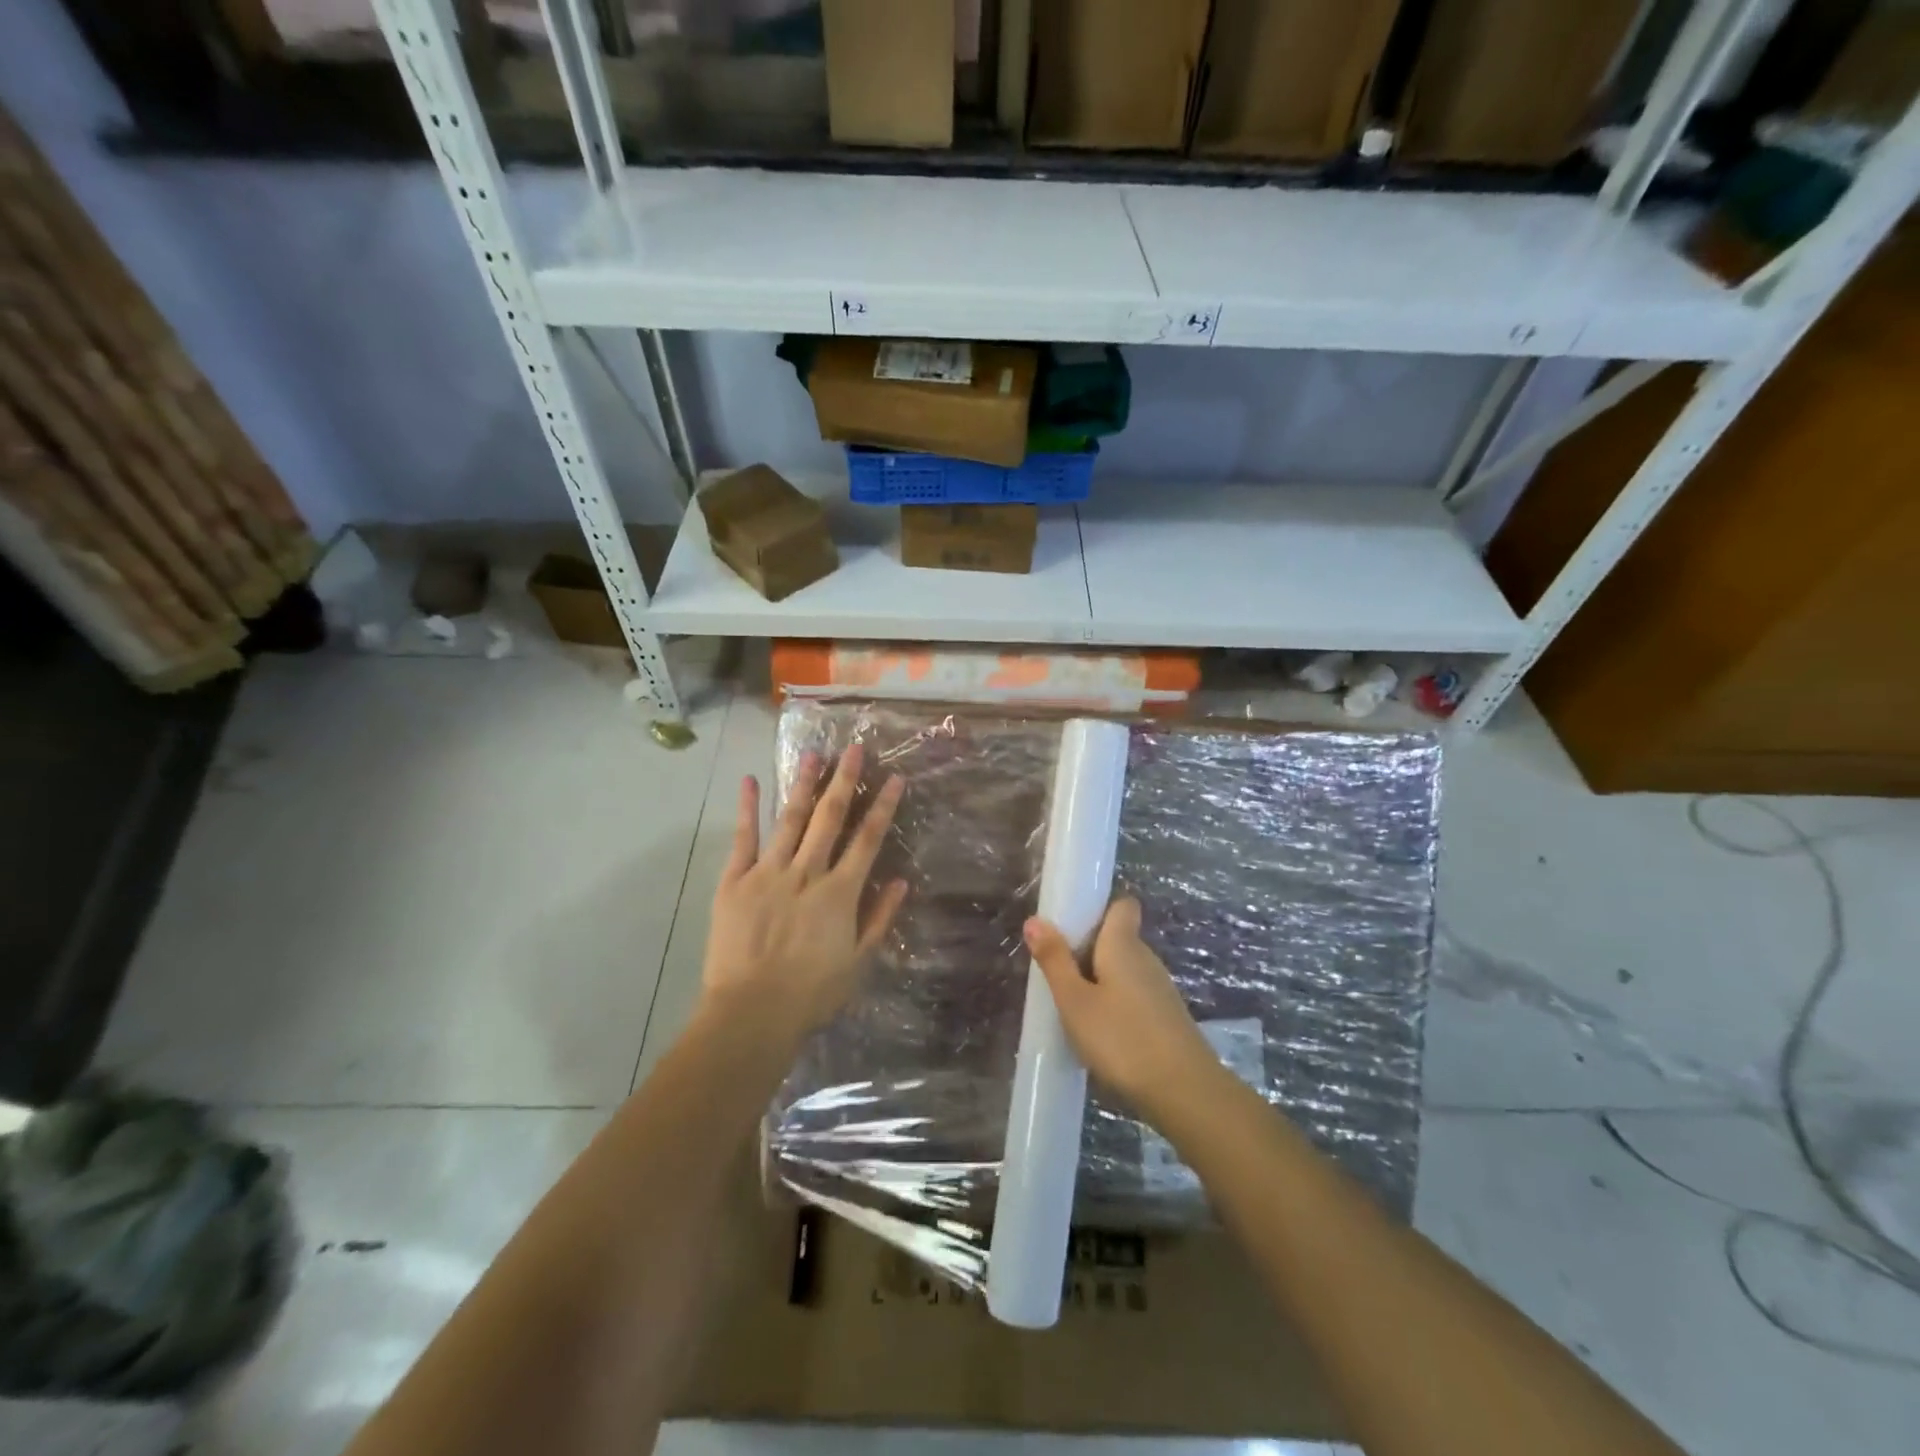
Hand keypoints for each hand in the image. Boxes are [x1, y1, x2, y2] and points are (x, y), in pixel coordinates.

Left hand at [699, 744, 908, 1050]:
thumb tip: (901, 881)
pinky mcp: (735, 881)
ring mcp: (768, 873)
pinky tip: (752, 780)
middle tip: (853, 748)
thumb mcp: (858, 962)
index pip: (868, 840)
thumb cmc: (811, 994)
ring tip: (813, 755)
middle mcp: (807, 873)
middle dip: (844, 782)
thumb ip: (879, 919)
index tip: (893, 778)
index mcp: (840, 893)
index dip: (883, 807)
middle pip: (830, 819)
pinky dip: (748, 809)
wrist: (751, 1013)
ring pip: (791, 820)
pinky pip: (743, 839)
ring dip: (804, 786)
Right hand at [1023, 897, 1216, 1117]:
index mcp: (1124, 944)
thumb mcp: (1075, 1001)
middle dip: (1088, 949)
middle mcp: (1146, 958)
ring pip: (1124, 970)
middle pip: (1117, 938)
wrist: (1184, 1093)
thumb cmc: (1122, 1038)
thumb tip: (1034, 919)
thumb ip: (1054, 960)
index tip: (1072, 923)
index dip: (1100, 907)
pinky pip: (1133, 996)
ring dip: (1099, 979)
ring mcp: (1160, 989)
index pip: (1123, 905)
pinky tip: (1098, 1032)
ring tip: (1071, 1004)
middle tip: (1056, 970)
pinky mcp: (1166, 1018)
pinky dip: (1115, 1004)